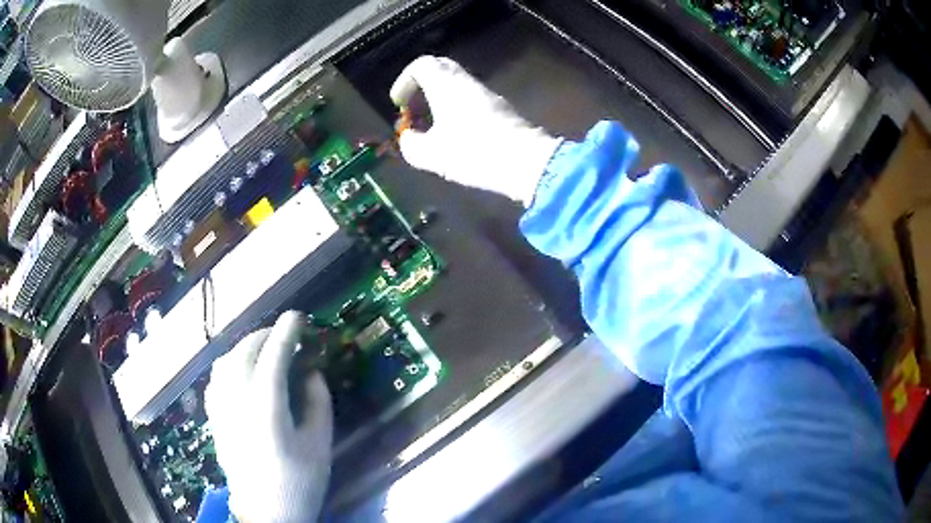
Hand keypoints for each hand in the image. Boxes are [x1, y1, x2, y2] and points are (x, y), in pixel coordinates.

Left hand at [205, 312, 332, 522]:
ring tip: (263, 348)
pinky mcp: (215, 418)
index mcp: (266, 407)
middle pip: (245, 352)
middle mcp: (237, 400)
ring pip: (225, 361)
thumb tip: (311, 373)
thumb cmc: (299, 482)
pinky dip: (229, 364)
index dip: (286, 332)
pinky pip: (216, 378)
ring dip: (245, 347)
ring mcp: (221, 408)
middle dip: (265, 335)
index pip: (273, 356)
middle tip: (284, 333)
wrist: (267, 512)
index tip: (297, 316)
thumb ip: (318, 404)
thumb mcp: (319, 445)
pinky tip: (240, 371)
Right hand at [391, 56, 561, 206]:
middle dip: (421, 88)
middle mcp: (467, 82)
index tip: (398, 104)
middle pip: (440, 71)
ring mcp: (487, 94)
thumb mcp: (432, 155)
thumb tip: (410, 139)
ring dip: (439, 100)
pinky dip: (455, 109)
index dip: (404, 81)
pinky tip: (453, 134)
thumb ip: (412, 145)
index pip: (421, 65)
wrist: (526, 162)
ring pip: (456, 86)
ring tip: (430, 128)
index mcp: (446, 84)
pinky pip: (470, 99)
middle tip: (413, 111)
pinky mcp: (500, 109)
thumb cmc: (473, 152)